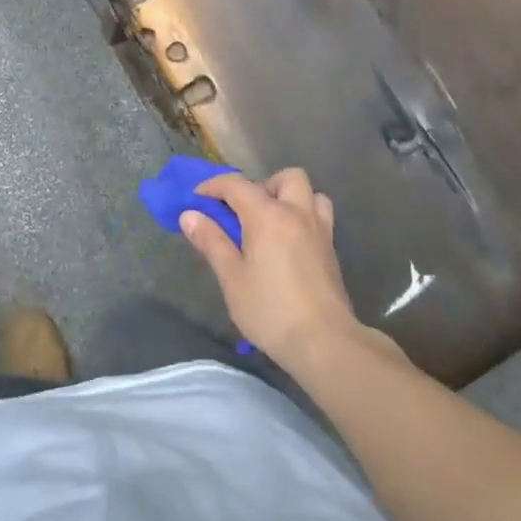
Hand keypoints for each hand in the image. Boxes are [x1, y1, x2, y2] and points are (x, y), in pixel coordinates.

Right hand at [181, 168, 363, 370]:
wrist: (324, 342)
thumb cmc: (270, 310)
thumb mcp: (232, 278)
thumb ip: (211, 241)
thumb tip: (190, 215)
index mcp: (268, 215)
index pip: (236, 185)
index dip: (213, 186)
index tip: (196, 200)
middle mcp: (297, 213)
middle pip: (285, 177)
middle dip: (261, 185)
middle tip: (244, 212)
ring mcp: (319, 230)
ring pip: (310, 193)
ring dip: (289, 197)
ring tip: (271, 223)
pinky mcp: (331, 250)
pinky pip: (319, 216)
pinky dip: (302, 217)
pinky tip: (288, 244)